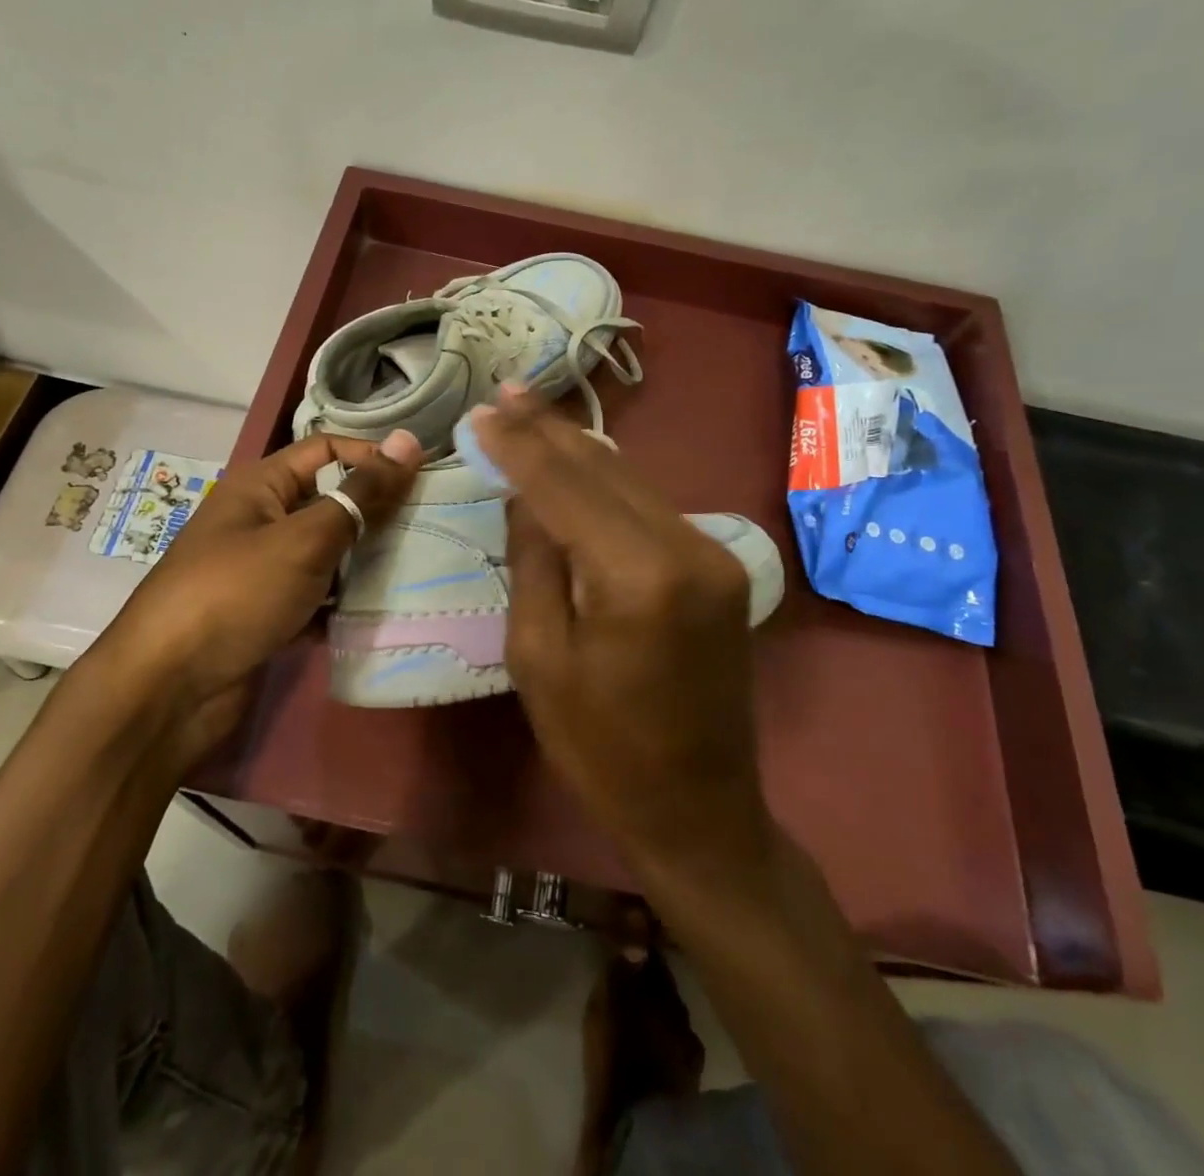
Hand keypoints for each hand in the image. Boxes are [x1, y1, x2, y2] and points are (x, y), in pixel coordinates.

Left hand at [72, 430, 421, 766]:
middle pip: (329, 502)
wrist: (168, 690)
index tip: (423, 478)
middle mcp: (261, 520)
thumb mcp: (303, 539)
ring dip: (364, 561)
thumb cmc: (236, 594)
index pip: (326, 450)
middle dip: (375, 513)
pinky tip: (381, 612)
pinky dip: (343, 603)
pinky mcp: (268, 614)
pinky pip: (317, 597)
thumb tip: (407, 442)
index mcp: (260, 485)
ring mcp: (263, 570)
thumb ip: (359, 494)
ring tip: (419, 568)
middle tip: (432, 526)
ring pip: (327, 553)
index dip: (371, 457)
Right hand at [470, 389, 772, 862]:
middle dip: (550, 430)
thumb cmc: (601, 748)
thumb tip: (526, 496)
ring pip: (633, 480)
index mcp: (638, 575)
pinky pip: (651, 507)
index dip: (520, 444)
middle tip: (506, 392)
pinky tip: (577, 464)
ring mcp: (714, 554)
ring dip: (579, 449)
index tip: (483, 410)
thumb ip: (534, 561)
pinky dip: (609, 483)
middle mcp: (688, 547)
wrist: (698, 809)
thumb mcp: (539, 657)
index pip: (566, 486)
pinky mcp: (720, 568)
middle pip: (606, 468)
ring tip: (532, 415)